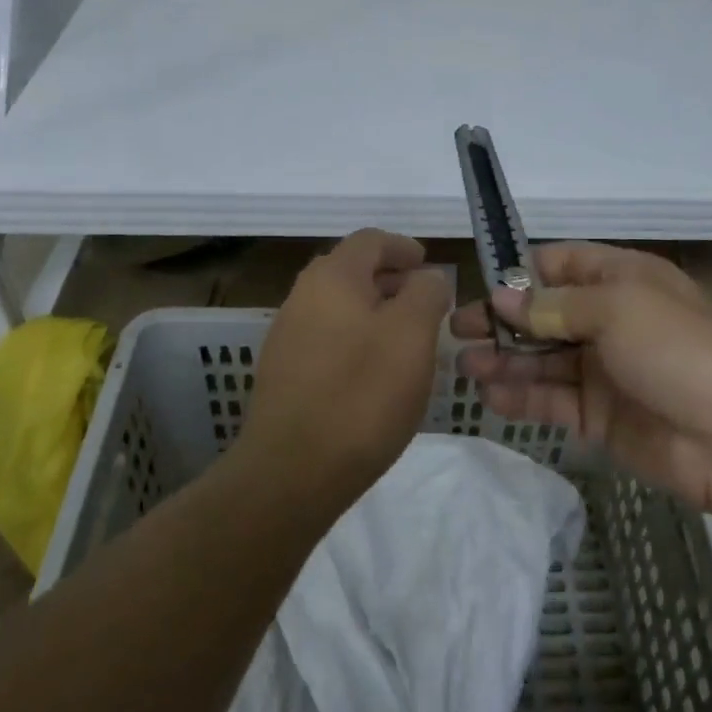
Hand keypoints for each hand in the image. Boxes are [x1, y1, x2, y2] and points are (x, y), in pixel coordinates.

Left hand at [241, 229, 451, 504]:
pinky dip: (354, 339)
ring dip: (373, 311)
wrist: (291, 472)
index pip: (371, 240)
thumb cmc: (362, 394)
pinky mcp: (283, 372)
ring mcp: (287, 334)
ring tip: (404, 339)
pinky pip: (326, 337)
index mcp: (333, 276)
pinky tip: (373, 372)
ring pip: (338, 306)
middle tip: (423, 302)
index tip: (429, 266)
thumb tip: (425, 278)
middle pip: (351, 270)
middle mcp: (303, 295)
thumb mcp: (412, 335)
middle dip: (390, 279)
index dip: (403, 247)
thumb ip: (426, 293)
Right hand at [452, 243, 711, 513]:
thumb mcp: (616, 310)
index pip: (560, 264)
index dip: (520, 273)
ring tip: (464, 366)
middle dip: (502, 320)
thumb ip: (553, 305)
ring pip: (542, 358)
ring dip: (504, 359)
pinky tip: (491, 397)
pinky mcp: (598, 413)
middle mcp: (608, 319)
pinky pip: (552, 399)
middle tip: (457, 331)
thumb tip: (501, 296)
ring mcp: (602, 368)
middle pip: (544, 313)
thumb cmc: (676, 351)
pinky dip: (521, 396)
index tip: (481, 286)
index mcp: (621, 279)